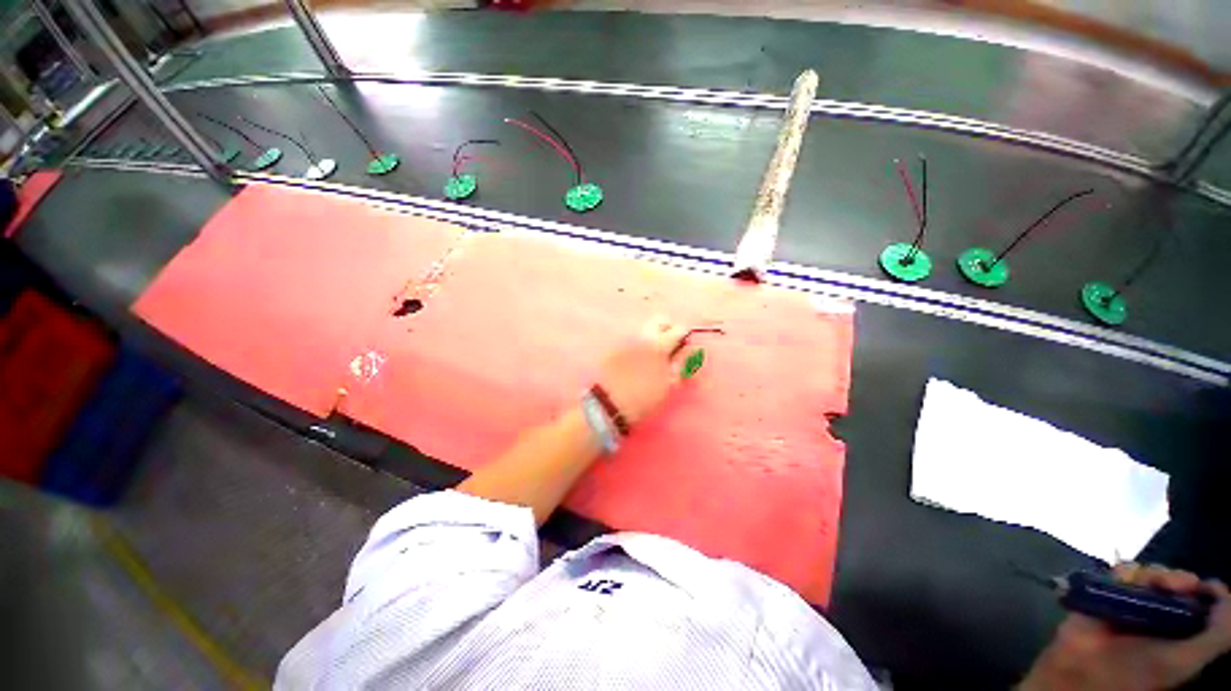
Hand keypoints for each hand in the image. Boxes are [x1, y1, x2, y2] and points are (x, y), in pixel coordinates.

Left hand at [596, 317, 689, 425]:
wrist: (606, 404)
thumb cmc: (642, 398)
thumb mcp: (668, 385)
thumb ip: (682, 364)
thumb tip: (693, 350)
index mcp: (658, 345)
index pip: (679, 329)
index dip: (684, 338)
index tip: (683, 350)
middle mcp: (641, 336)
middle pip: (659, 320)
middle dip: (667, 329)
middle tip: (669, 348)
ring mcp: (625, 340)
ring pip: (644, 329)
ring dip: (651, 338)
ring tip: (650, 358)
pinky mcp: (613, 347)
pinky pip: (630, 339)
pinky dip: (637, 346)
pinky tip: (635, 363)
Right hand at [1020, 564, 1230, 690]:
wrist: (1087, 668)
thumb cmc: (1138, 671)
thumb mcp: (1185, 661)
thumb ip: (1217, 635)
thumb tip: (1222, 592)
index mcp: (1184, 632)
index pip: (1203, 602)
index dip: (1206, 590)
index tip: (1204, 587)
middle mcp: (1163, 615)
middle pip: (1179, 583)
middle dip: (1177, 578)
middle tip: (1171, 586)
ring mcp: (1135, 603)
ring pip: (1152, 573)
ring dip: (1153, 573)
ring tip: (1146, 583)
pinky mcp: (1110, 592)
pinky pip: (1122, 571)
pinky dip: (1125, 571)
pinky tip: (1122, 579)